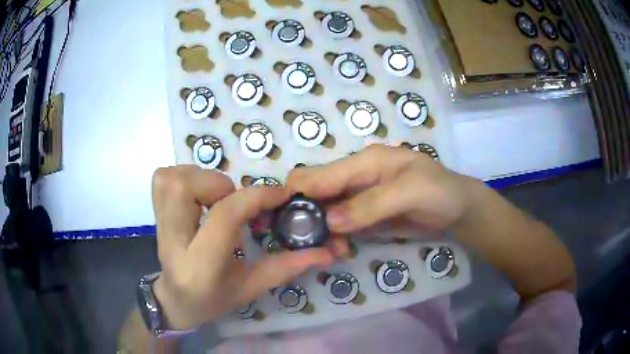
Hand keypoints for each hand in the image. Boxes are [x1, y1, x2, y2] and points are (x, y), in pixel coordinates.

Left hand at [150, 166, 334, 329]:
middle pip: (184, 188)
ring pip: (171, 178)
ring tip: (215, 199)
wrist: (175, 299)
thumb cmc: (213, 299)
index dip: (256, 197)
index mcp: (201, 266)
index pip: (225, 217)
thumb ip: (285, 267)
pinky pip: (164, 178)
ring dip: (200, 178)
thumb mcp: (251, 287)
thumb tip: (324, 251)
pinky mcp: (154, 213)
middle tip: (233, 201)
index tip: (280, 195)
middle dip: (217, 184)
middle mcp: (172, 241)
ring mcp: (158, 226)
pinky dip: (184, 176)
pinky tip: (197, 196)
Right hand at [286, 144, 480, 237]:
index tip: (286, 220)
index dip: (299, 193)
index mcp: (365, 162)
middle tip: (310, 243)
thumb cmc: (440, 192)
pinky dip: (336, 237)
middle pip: (317, 192)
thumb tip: (329, 221)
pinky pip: (341, 224)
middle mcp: (356, 176)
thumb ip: (371, 204)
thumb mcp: (411, 193)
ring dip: (323, 230)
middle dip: (308, 215)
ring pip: (326, 211)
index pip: (320, 173)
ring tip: (332, 250)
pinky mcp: (366, 215)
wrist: (459, 209)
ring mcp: (360, 197)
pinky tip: (341, 250)